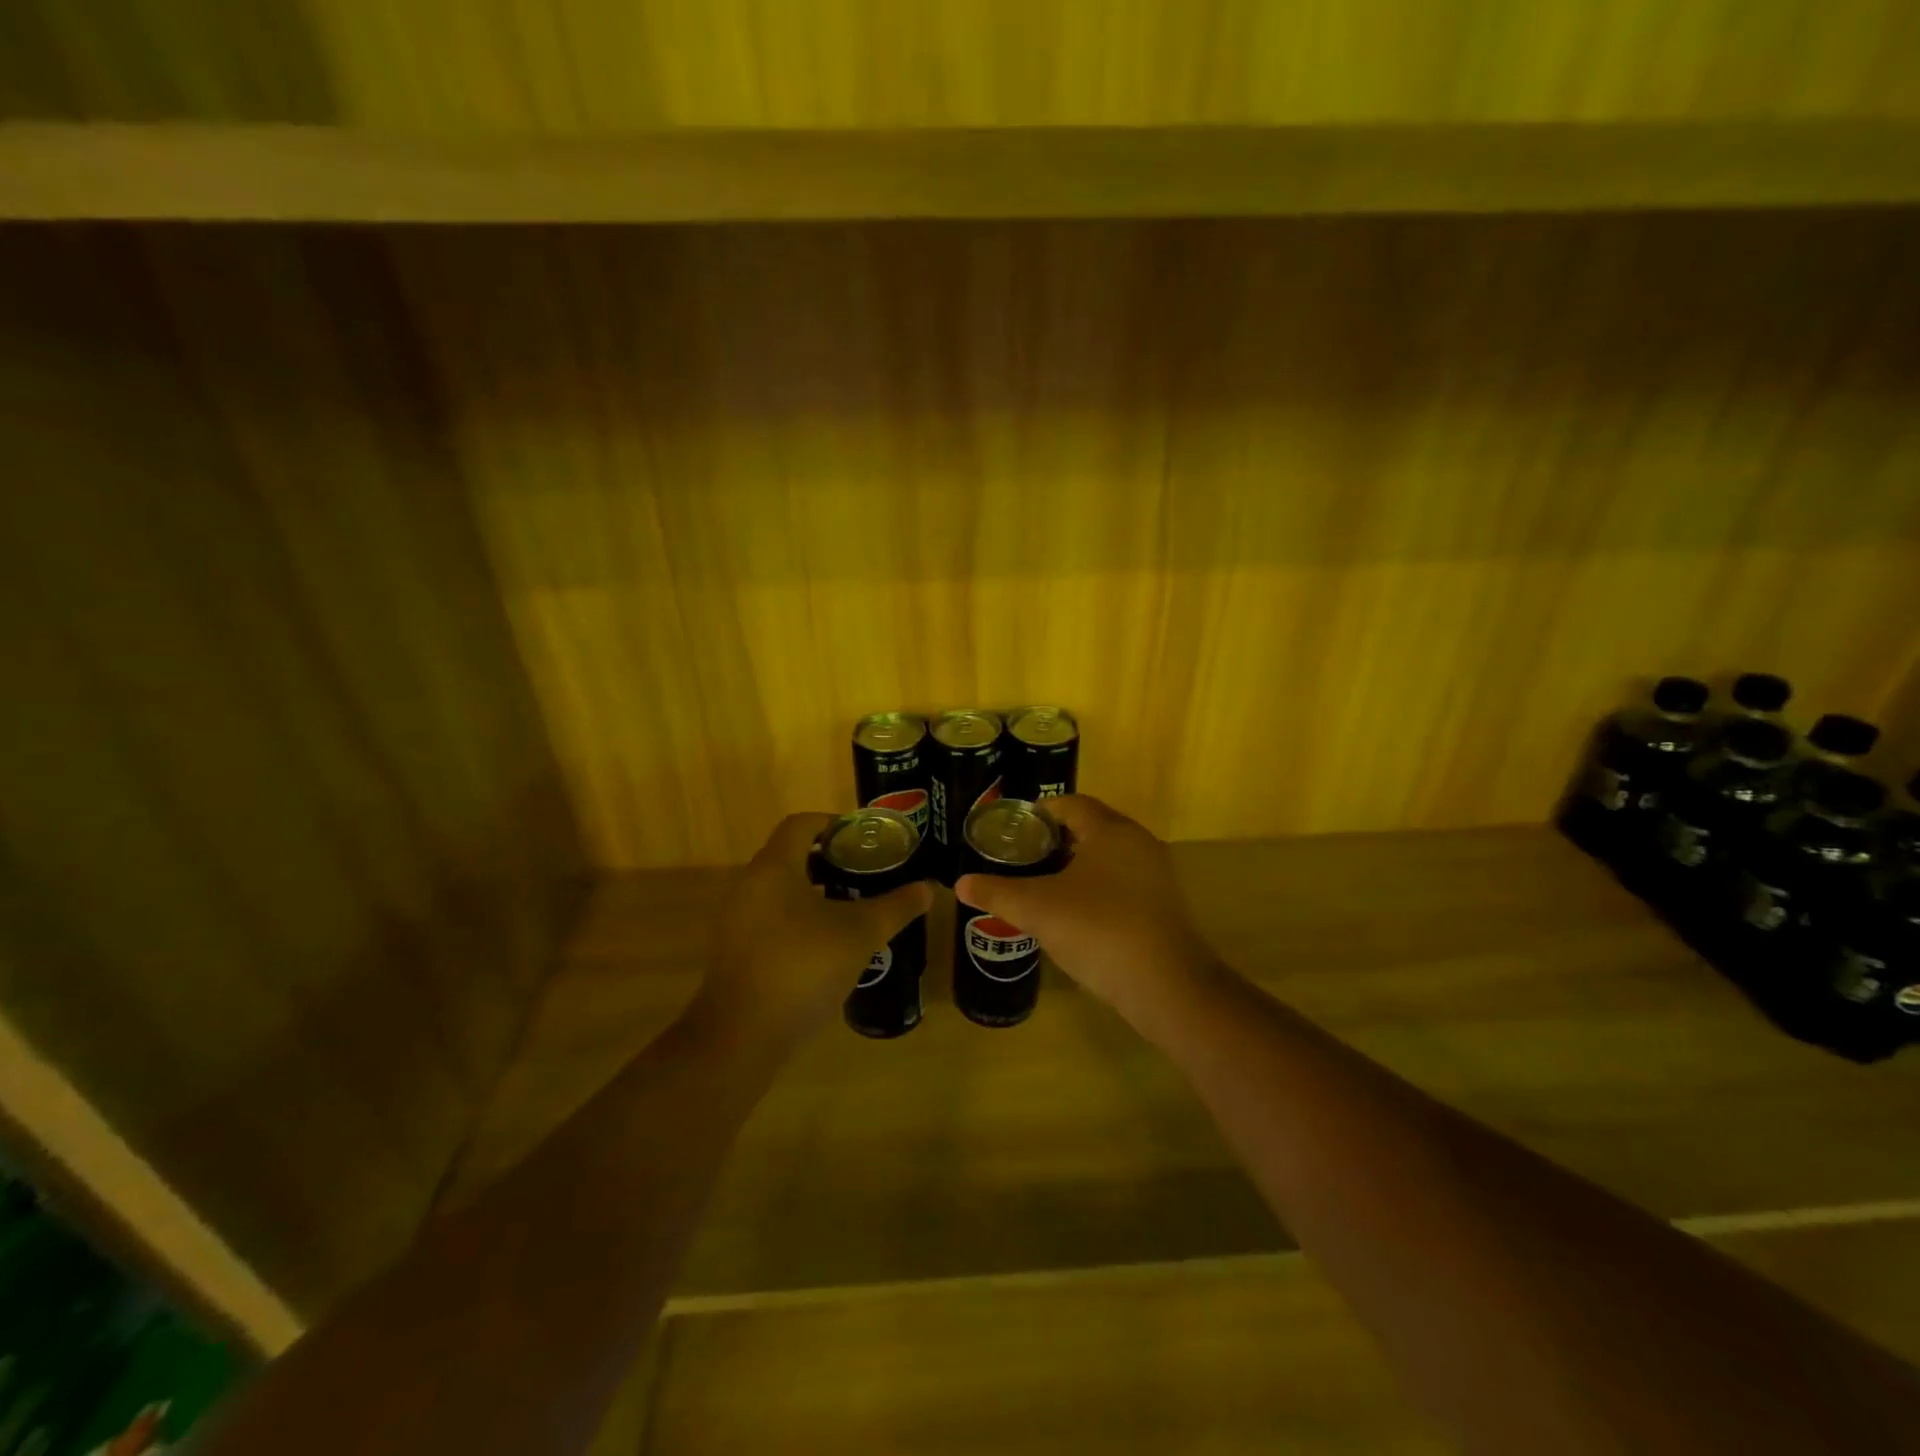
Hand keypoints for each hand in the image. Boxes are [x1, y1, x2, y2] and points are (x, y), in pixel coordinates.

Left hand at [702, 813, 932, 1041]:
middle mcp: (749, 886)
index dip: (834, 822)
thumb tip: (927, 889)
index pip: (801, 824)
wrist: (742, 1038)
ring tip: (854, 904)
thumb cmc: (803, 969)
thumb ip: (895, 907)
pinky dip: (799, 916)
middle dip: (829, 858)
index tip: (864, 837)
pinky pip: (771, 917)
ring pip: (780, 888)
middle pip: (790, 854)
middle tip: (867, 870)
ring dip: (815, 889)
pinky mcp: (737, 950)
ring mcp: (738, 920)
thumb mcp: (860, 934)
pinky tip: (828, 942)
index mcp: (775, 868)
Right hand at [954, 795, 1214, 1025]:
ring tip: (1042, 884)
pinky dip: (1096, 888)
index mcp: (1111, 831)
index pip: (1072, 804)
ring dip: (1076, 865)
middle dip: (1056, 838)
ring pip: (1108, 858)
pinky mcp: (1162, 907)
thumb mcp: (1038, 909)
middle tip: (1022, 855)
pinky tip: (1073, 914)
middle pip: (1092, 828)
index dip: (1041, 810)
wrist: (1166, 986)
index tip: (1015, 826)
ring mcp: (1155, 876)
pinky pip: (1121, 884)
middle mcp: (1138, 844)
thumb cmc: (1099, 930)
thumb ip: (997, 893)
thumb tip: (961, 884)